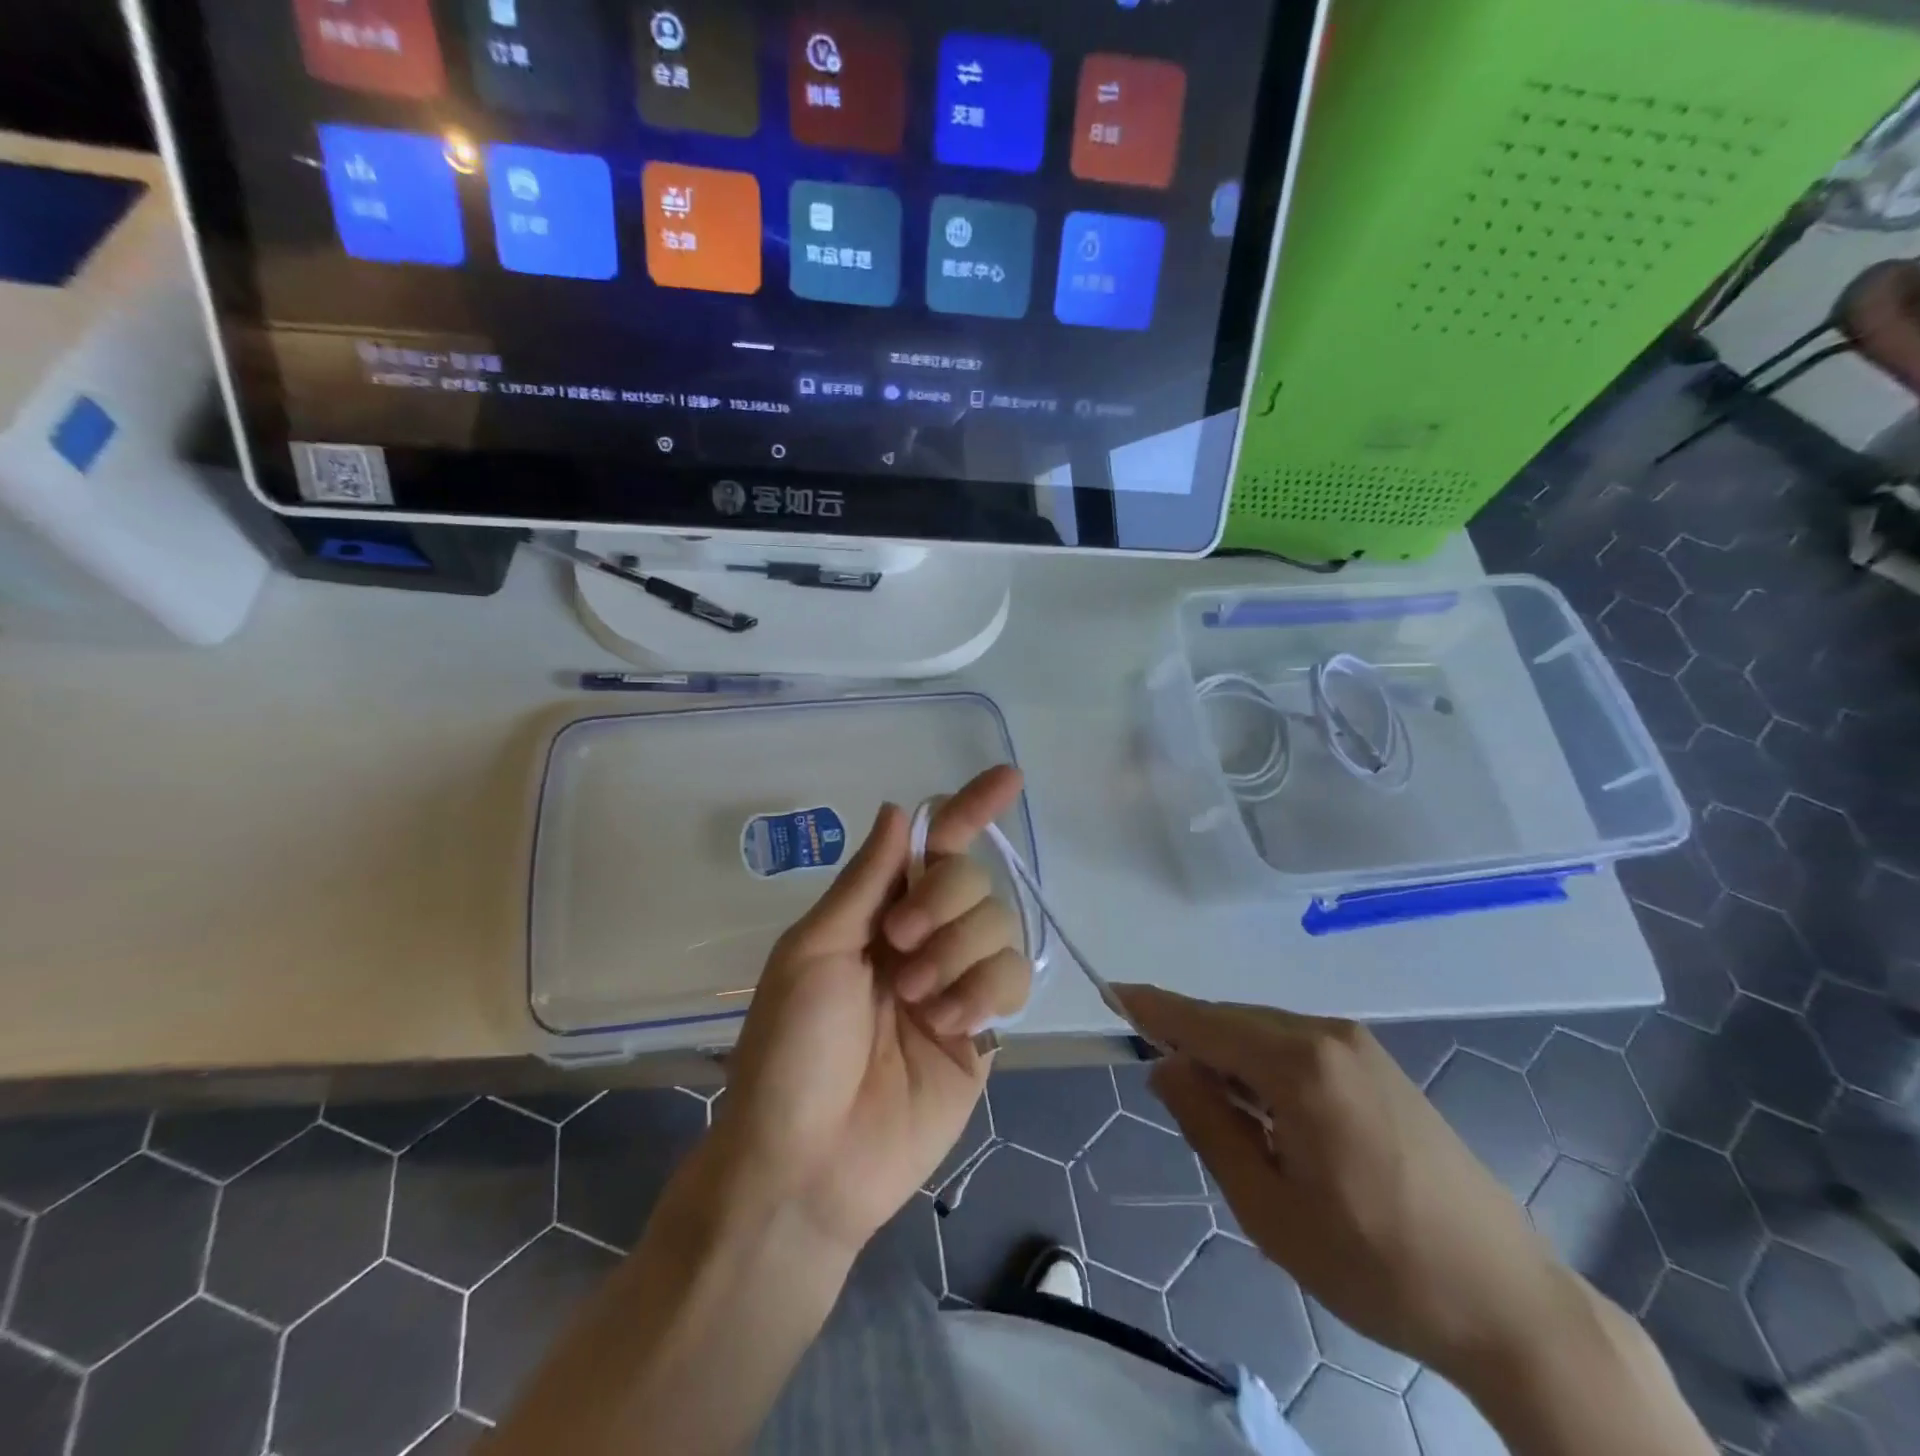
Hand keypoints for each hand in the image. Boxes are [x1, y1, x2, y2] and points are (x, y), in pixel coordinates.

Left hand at [713, 767, 1031, 1255]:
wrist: (809, 1162)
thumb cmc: (791, 1049)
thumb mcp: (814, 951)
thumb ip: (866, 881)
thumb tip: (901, 811)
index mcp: (878, 912)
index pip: (935, 846)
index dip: (970, 809)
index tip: (1007, 777)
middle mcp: (924, 936)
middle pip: (972, 878)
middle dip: (942, 903)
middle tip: (899, 948)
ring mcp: (957, 982)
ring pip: (999, 924)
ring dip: (957, 954)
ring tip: (915, 1002)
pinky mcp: (985, 1028)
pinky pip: (1014, 978)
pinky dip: (982, 992)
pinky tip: (947, 1026)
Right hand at [1115, 986, 1576, 1383]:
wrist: (1508, 1303)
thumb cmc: (1377, 1266)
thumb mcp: (1270, 1209)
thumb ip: (1209, 1126)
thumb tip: (1167, 1067)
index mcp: (1300, 1066)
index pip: (1205, 1022)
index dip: (1154, 1009)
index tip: (1111, 993)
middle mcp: (1328, 1036)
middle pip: (1234, 1022)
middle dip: (1191, 1040)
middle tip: (1161, 1080)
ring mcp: (1360, 1047)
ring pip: (1265, 1032)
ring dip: (1229, 1057)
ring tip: (1215, 1110)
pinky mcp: (1379, 1067)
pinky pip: (1298, 1047)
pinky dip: (1263, 1065)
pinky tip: (1264, 1110)